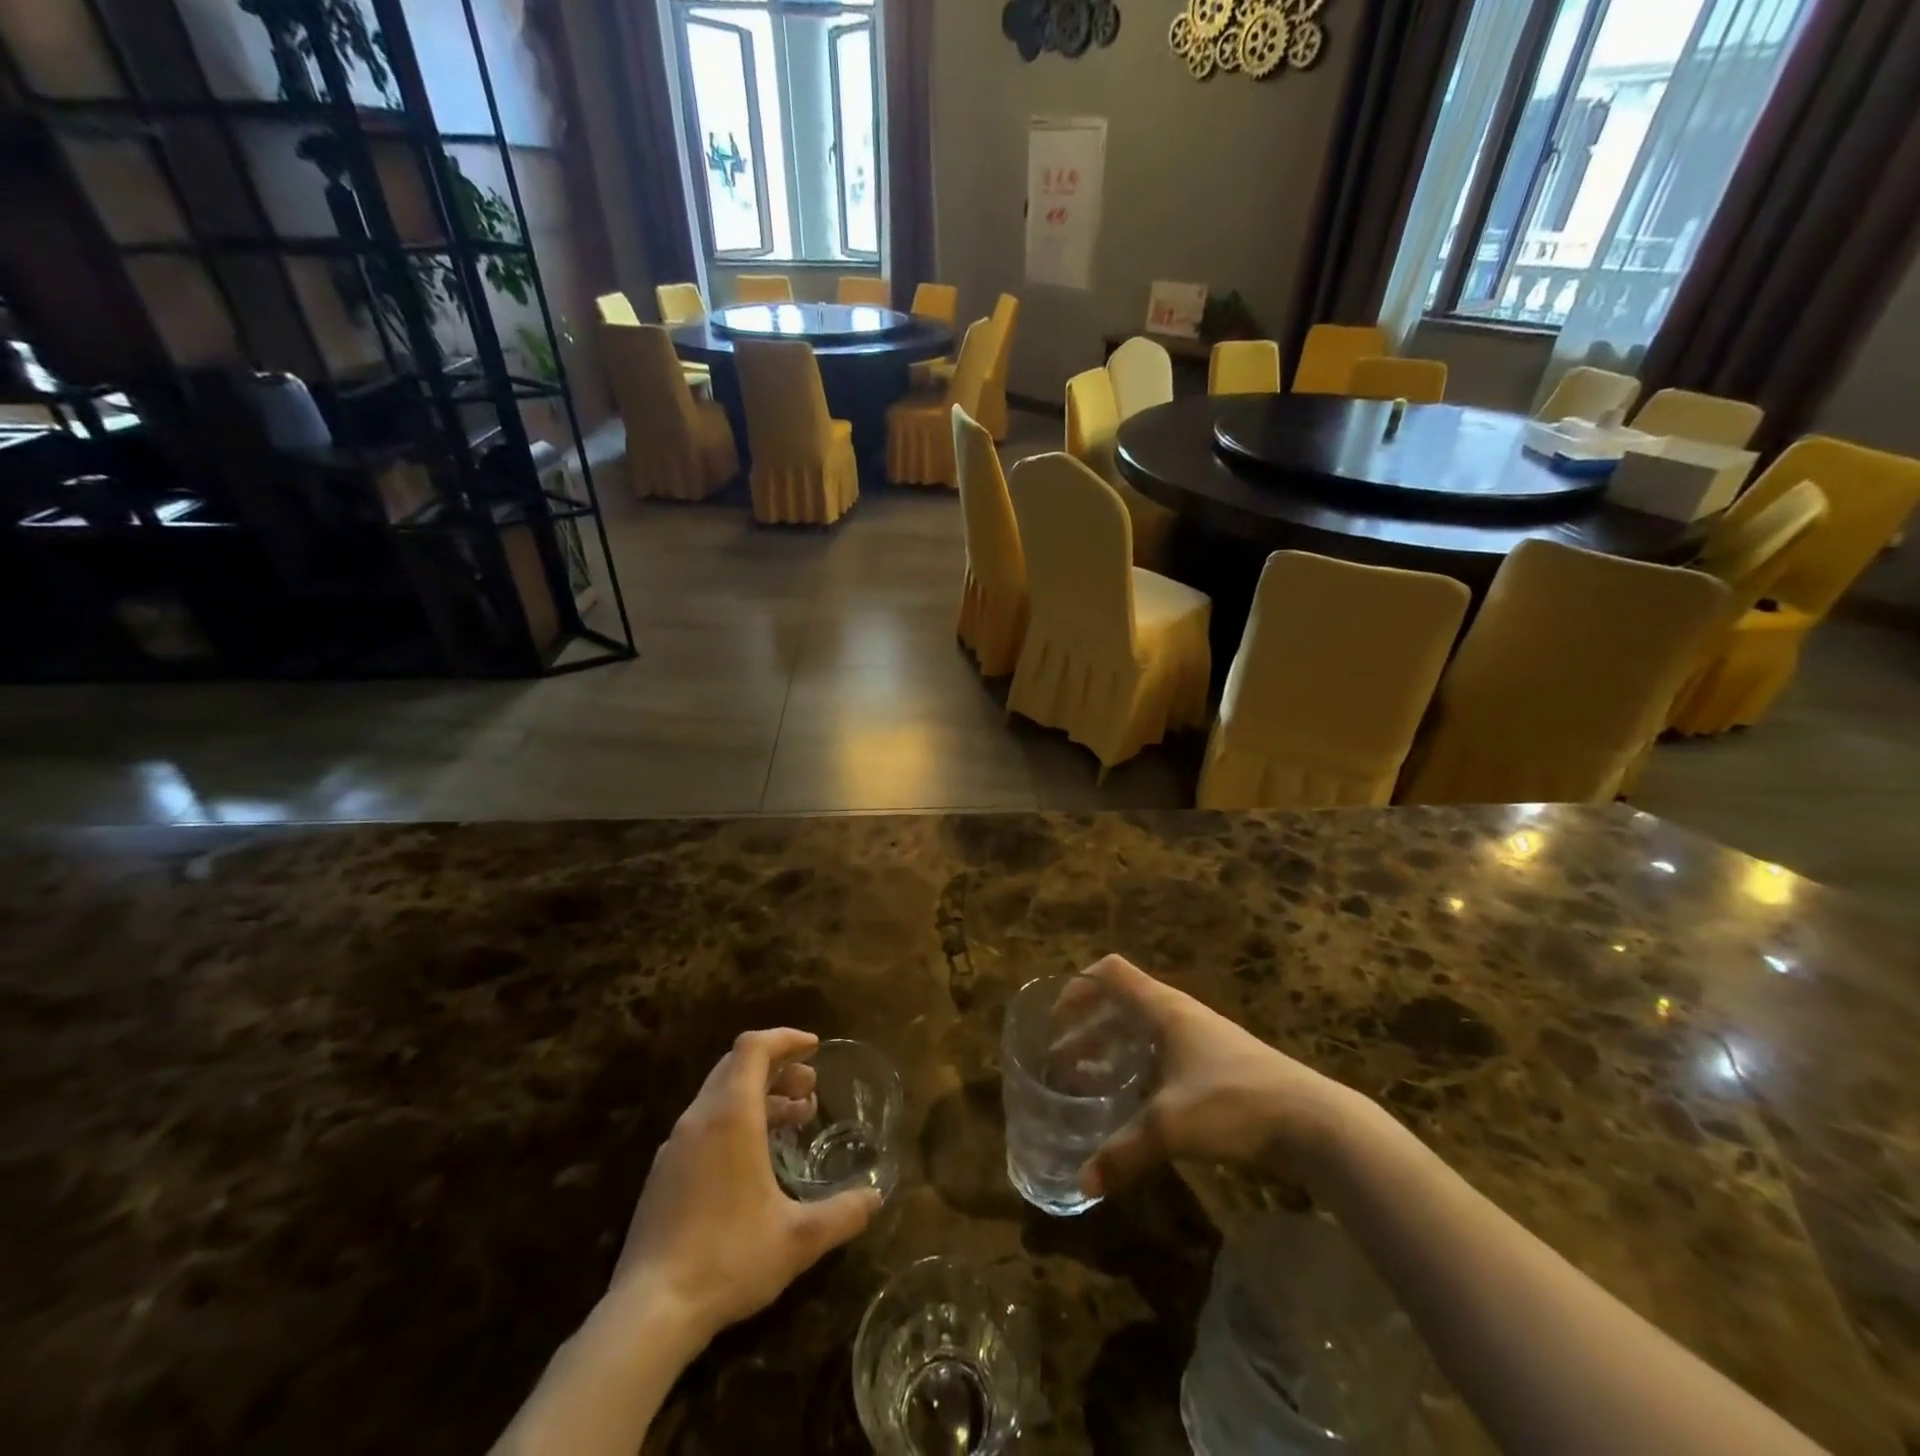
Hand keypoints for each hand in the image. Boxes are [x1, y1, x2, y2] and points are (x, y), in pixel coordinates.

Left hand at [608, 1029, 879, 1345]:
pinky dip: (736, 1121)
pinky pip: (705, 1124)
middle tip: (810, 1088)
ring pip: (720, 1096)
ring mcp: (676, 1146)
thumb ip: (842, 1213)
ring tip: (792, 1120)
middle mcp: (700, 1119)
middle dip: (777, 1067)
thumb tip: (876, 1198)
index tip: (815, 1048)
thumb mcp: (798, 1239)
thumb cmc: (728, 1259)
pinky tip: (755, 1160)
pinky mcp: (663, 1174)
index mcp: (731, 1116)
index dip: (785, 1038)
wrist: (648, 1313)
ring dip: (758, 1096)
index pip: (753, 1048)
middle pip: (736, 1065)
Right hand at [1076, 955, 1367, 1197]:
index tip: (1056, 1022)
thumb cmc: (1235, 1102)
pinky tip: (1133, 1102)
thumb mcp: (1171, 1127)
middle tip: (1062, 1062)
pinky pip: (1163, 1052)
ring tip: (1088, 1081)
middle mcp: (1179, 1013)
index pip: (1111, 972)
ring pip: (1142, 1028)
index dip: (1078, 988)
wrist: (1314, 1123)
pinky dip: (1137, 1065)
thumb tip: (1081, 1183)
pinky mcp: (1217, 1065)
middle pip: (1121, 1001)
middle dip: (1087, 1025)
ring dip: (1111, 1046)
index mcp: (1164, 1008)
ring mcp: (1201, 1038)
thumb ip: (1123, 1153)